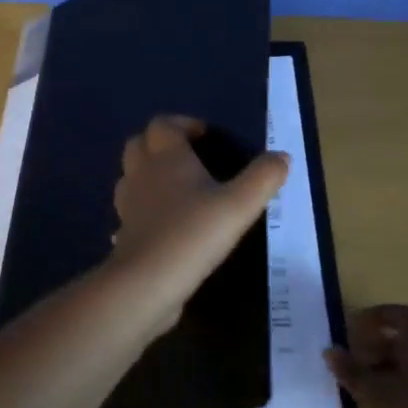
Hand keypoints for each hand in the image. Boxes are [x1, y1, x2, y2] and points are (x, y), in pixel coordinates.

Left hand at [108, 115, 288, 338]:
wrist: (148, 282)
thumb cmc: (193, 233)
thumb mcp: (239, 205)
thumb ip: (263, 178)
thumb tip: (282, 157)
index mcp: (166, 157)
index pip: (163, 124)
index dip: (182, 124)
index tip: (205, 136)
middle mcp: (142, 174)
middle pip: (140, 144)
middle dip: (161, 144)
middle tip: (189, 157)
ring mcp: (128, 204)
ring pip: (131, 176)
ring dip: (150, 173)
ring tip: (178, 188)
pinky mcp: (125, 233)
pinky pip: (131, 210)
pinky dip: (145, 208)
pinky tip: (164, 223)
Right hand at [326, 305, 407, 407]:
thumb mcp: (377, 395)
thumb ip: (352, 373)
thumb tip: (330, 351)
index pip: (402, 315)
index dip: (379, 315)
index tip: (356, 326)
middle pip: (404, 341)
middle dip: (376, 348)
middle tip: (352, 364)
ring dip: (385, 373)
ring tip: (363, 392)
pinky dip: (399, 392)